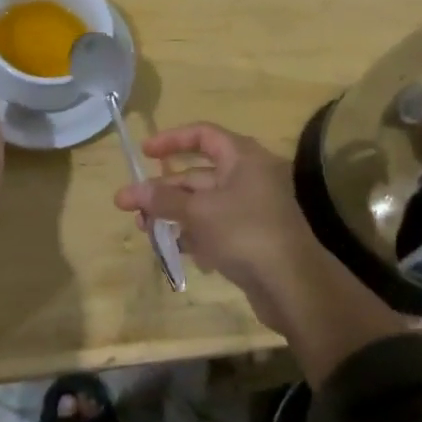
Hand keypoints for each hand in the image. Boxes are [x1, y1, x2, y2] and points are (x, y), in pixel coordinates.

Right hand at [116, 123, 326, 333]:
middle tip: (128, 204)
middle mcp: (248, 176)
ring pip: (203, 203)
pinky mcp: (250, 237)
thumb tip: (132, 190)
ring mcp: (251, 209)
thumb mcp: (199, 212)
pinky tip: (171, 248)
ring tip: (143, 229)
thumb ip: (164, 199)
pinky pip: (214, 226)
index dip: (172, 140)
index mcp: (243, 157)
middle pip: (198, 173)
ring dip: (172, 213)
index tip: (144, 153)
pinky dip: (192, 233)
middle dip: (163, 188)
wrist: (294, 286)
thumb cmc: (245, 232)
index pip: (204, 135)